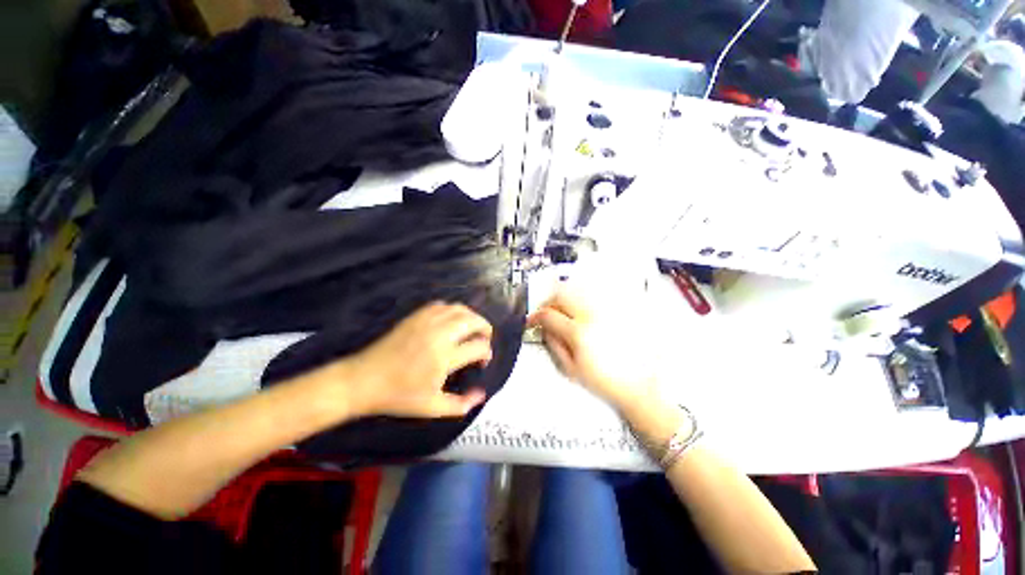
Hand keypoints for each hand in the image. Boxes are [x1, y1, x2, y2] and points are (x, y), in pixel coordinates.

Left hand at [340, 302, 492, 417]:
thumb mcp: (432, 408)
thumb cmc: (399, 396)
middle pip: (473, 320)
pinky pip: (441, 305)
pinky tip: (451, 320)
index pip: (478, 346)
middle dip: (485, 327)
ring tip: (472, 328)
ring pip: (459, 309)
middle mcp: (440, 334)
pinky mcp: (415, 317)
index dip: (487, 352)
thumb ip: (461, 404)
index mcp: (445, 357)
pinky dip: (452, 310)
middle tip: (485, 338)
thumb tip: (482, 394)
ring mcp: (426, 322)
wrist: (363, 380)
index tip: (483, 360)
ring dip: (471, 316)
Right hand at [527, 287, 657, 410]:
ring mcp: (609, 309)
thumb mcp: (572, 370)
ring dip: (565, 294)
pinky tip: (583, 308)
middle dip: (548, 300)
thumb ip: (554, 345)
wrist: (641, 383)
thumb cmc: (609, 381)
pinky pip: (597, 292)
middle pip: (562, 292)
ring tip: (563, 308)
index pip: (548, 314)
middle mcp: (594, 315)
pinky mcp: (620, 307)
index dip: (535, 316)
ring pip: (578, 288)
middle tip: (546, 310)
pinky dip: (583, 296)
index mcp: (579, 333)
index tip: (532, 320)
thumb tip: (544, 329)